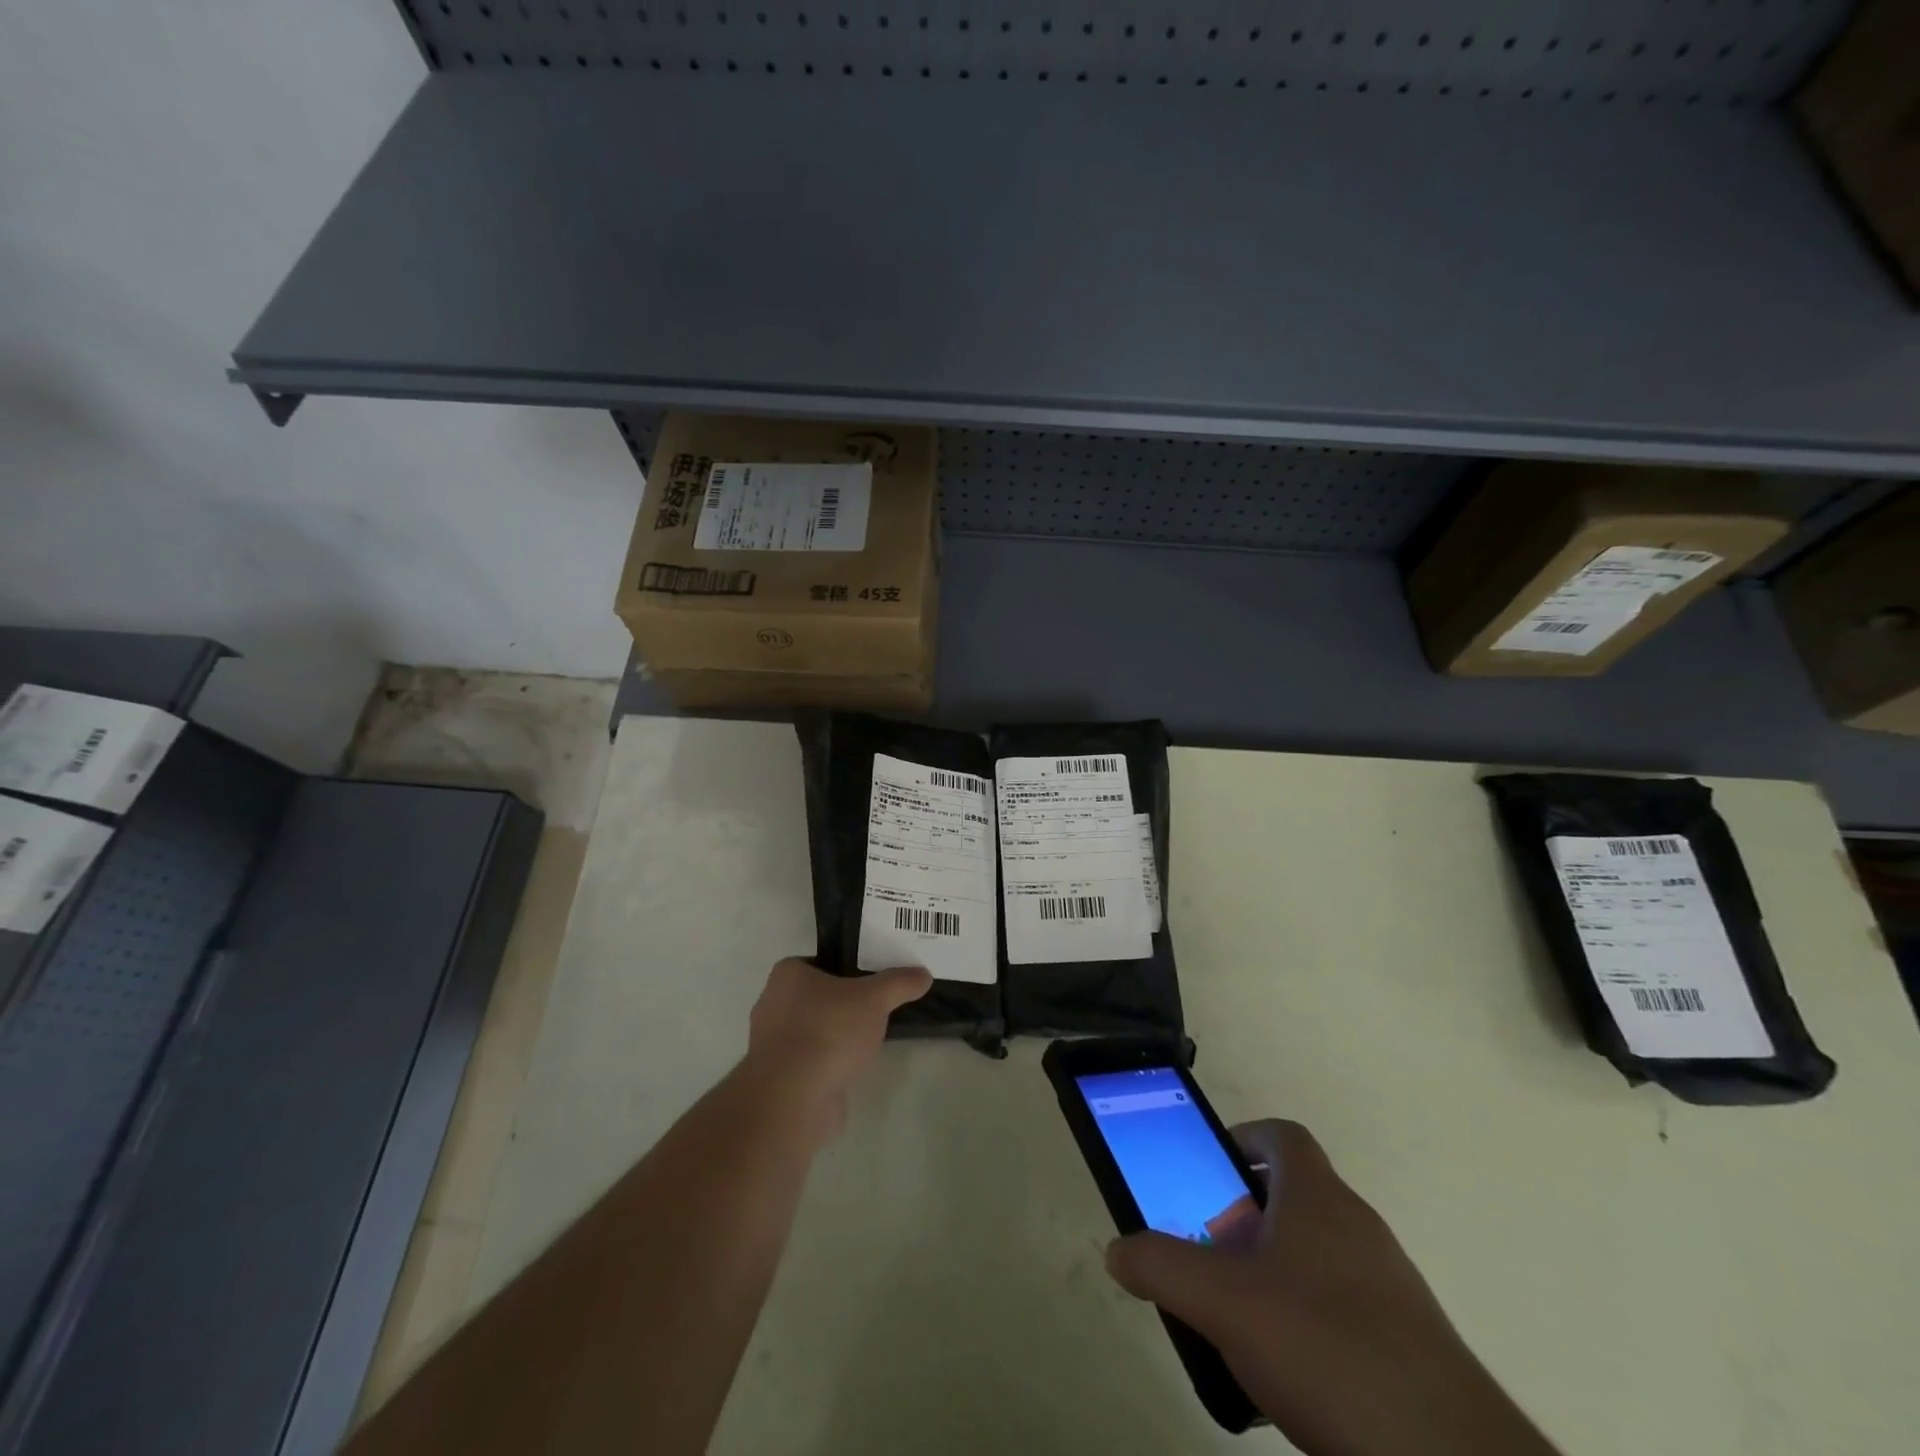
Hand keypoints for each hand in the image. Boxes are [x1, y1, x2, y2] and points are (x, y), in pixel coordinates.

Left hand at [742, 958, 931, 1141]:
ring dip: (837, 1037)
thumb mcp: (874, 999)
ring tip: (871, 1040)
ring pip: (815, 1031)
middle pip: (818, 997)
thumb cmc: (828, 1031)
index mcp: (787, 976)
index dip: (847, 968)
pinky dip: (830, 1064)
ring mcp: (773, 1045)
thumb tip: (923, 974)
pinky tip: (854, 1069)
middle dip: (845, 1005)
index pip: (820, 962)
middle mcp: (773, 1004)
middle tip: (878, 1008)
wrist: (793, 1099)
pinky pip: (811, 1061)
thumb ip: (899, 983)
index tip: (873, 979)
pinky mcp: (780, 1079)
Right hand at [1106, 1121, 1557, 1455]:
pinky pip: (1344, 1310)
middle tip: (1209, 1255)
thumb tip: (1117, 1250)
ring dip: (1274, 1272)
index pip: (1282, 1136)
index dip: (1242, 1140)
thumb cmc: (1327, 1351)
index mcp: (1318, 1198)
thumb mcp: (1223, 1304)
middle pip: (1295, 1197)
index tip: (1208, 1172)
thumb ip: (1162, 1268)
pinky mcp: (1411, 1346)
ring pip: (1318, 1256)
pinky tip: (1288, 1377)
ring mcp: (1391, 1287)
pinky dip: (1308, 1323)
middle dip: (1245, 1217)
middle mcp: (1358, 1228)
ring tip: (1239, 1321)